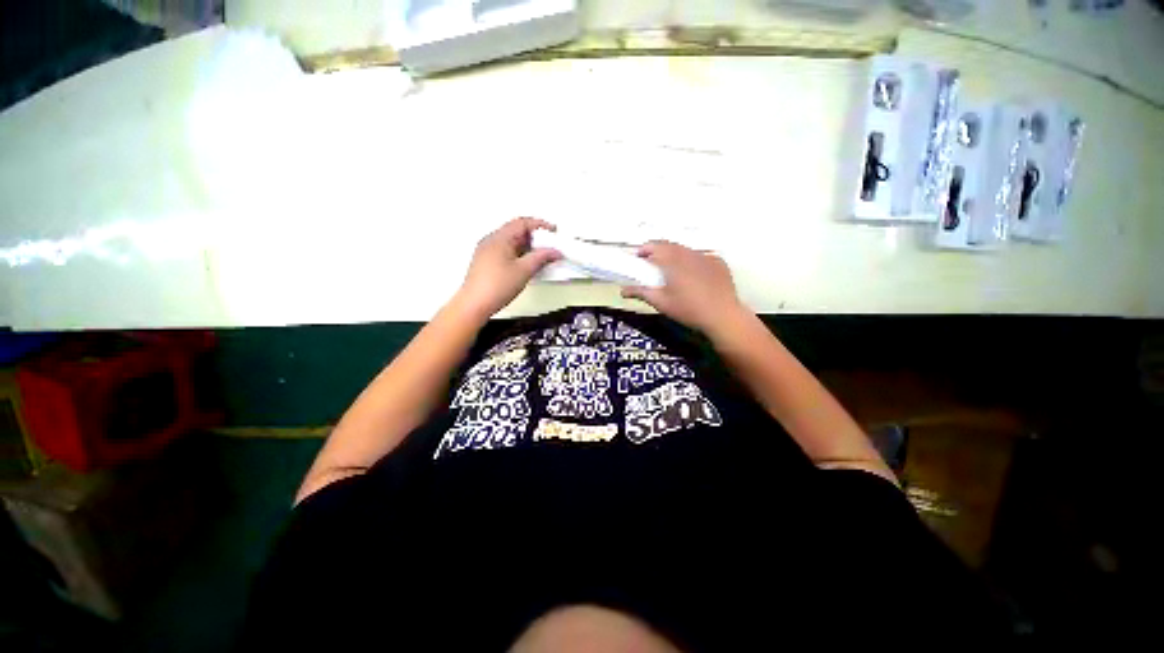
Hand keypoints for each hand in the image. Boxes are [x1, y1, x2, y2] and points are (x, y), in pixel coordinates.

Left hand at [452, 217, 561, 320]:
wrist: (475, 305)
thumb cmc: (496, 286)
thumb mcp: (524, 270)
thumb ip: (541, 258)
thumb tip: (554, 251)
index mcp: (499, 238)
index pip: (522, 223)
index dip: (540, 225)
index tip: (553, 231)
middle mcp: (491, 241)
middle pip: (517, 231)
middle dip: (535, 238)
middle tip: (549, 247)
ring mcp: (487, 252)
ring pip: (512, 243)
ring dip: (528, 248)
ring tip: (541, 258)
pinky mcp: (486, 263)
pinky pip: (506, 252)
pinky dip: (519, 255)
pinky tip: (527, 266)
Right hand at [621, 241, 746, 334]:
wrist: (722, 316)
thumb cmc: (688, 310)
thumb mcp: (661, 302)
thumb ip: (641, 293)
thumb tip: (623, 291)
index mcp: (673, 261)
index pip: (655, 245)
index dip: (645, 249)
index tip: (639, 257)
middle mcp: (689, 254)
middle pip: (671, 246)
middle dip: (659, 252)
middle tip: (653, 265)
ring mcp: (706, 257)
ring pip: (687, 251)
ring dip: (677, 256)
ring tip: (673, 272)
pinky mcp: (719, 263)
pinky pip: (702, 258)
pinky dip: (694, 263)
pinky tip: (694, 278)